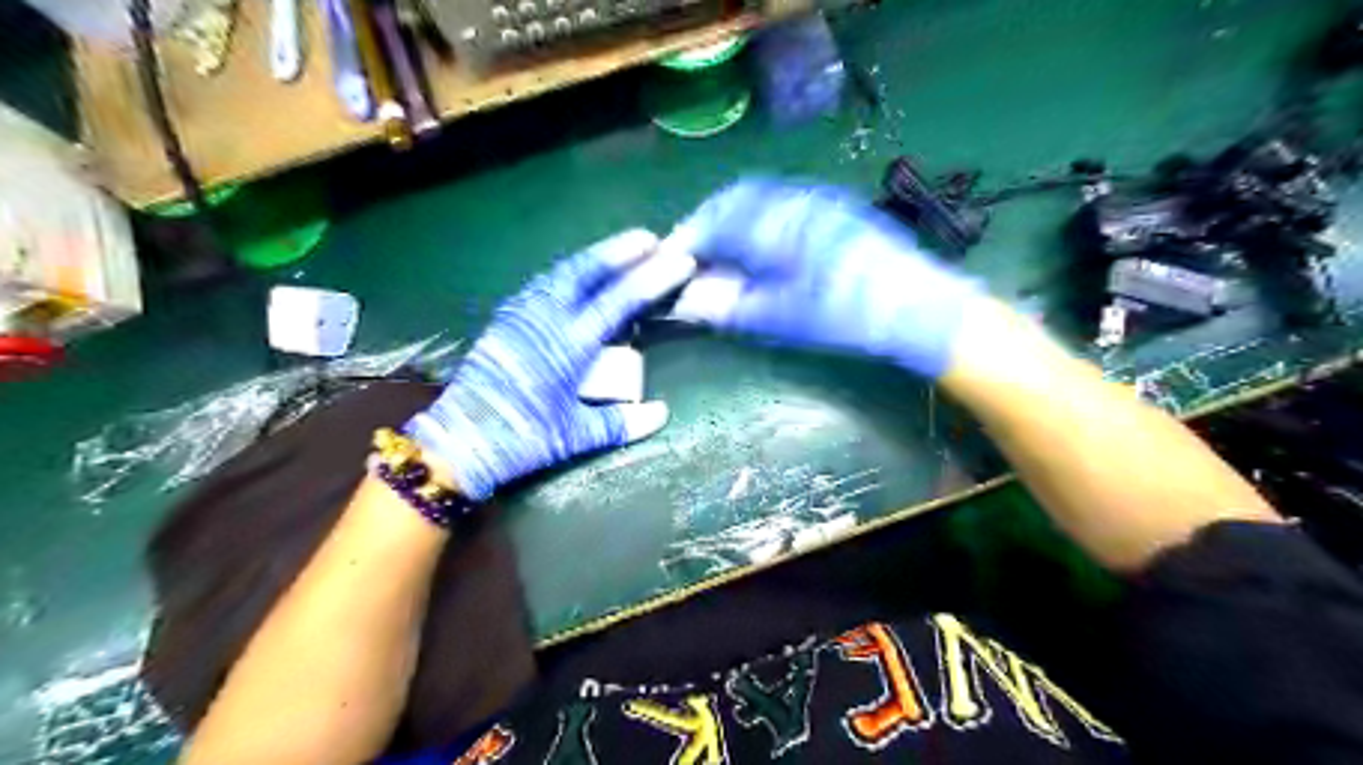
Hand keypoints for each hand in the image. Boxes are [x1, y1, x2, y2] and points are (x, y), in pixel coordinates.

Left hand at [408, 232, 695, 497]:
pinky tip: (578, 274)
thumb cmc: (521, 439)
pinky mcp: (505, 319)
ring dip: (594, 257)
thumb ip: (621, 423)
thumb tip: (662, 413)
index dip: (652, 279)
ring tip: (620, 250)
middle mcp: (544, 320)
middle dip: (620, 251)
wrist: (458, 441)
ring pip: (561, 272)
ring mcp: (520, 315)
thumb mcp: (574, 437)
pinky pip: (543, 283)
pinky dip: (568, 272)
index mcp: (568, 347)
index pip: (618, 301)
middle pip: (586, 271)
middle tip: (650, 238)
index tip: (678, 261)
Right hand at [667, 179, 984, 382]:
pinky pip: (782, 202)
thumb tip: (688, 301)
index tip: (671, 264)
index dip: (686, 242)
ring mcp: (816, 198)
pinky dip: (759, 220)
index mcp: (773, 223)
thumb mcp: (781, 317)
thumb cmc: (845, 315)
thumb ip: (729, 305)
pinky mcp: (835, 206)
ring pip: (757, 198)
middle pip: (731, 201)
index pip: (711, 223)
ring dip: (733, 221)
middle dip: (707, 226)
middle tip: (696, 258)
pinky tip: (763, 248)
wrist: (917, 305)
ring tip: (725, 255)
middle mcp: (791, 199)